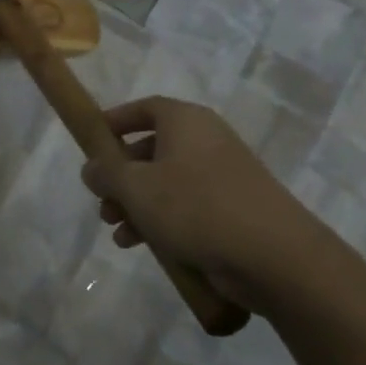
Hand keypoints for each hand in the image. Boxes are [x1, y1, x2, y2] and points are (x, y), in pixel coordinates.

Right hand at [80, 96, 337, 315]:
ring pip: (165, 183)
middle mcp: (205, 141)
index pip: (145, 108)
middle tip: (101, 200)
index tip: (92, 141)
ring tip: (116, 232)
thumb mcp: (136, 187)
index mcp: (185, 122)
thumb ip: (106, 173)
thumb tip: (92, 168)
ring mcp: (221, 176)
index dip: (116, 121)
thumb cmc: (195, 207)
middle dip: (120, 177)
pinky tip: (140, 246)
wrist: (273, 255)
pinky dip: (160, 221)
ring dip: (135, 204)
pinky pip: (185, 207)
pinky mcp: (231, 210)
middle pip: (151, 149)